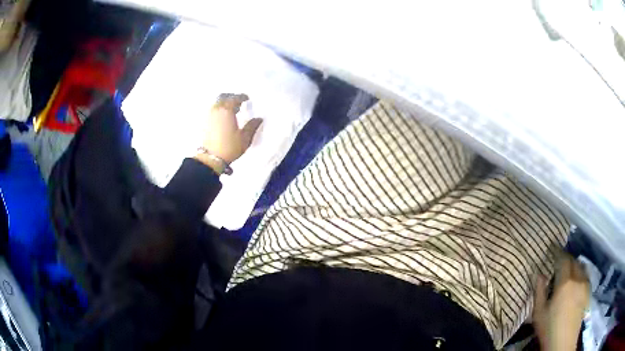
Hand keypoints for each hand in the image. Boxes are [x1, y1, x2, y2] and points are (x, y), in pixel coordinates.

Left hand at [195, 93, 262, 173]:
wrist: (210, 159)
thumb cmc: (229, 147)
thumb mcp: (244, 138)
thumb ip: (252, 126)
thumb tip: (259, 119)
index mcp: (227, 110)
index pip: (235, 98)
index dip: (242, 97)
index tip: (247, 99)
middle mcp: (216, 109)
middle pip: (223, 97)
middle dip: (231, 97)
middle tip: (238, 102)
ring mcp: (208, 115)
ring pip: (216, 103)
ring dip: (224, 103)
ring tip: (231, 110)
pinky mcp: (204, 122)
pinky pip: (212, 110)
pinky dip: (218, 109)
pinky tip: (223, 117)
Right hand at [533, 252, 590, 350]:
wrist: (563, 344)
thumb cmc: (549, 329)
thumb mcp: (539, 314)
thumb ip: (539, 292)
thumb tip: (538, 273)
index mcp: (565, 283)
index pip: (563, 259)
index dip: (557, 251)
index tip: (552, 246)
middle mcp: (578, 279)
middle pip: (574, 261)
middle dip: (566, 257)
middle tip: (559, 258)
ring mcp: (585, 285)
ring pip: (581, 266)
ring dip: (574, 264)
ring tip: (568, 268)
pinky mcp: (588, 292)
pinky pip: (585, 275)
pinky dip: (581, 272)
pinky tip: (577, 279)